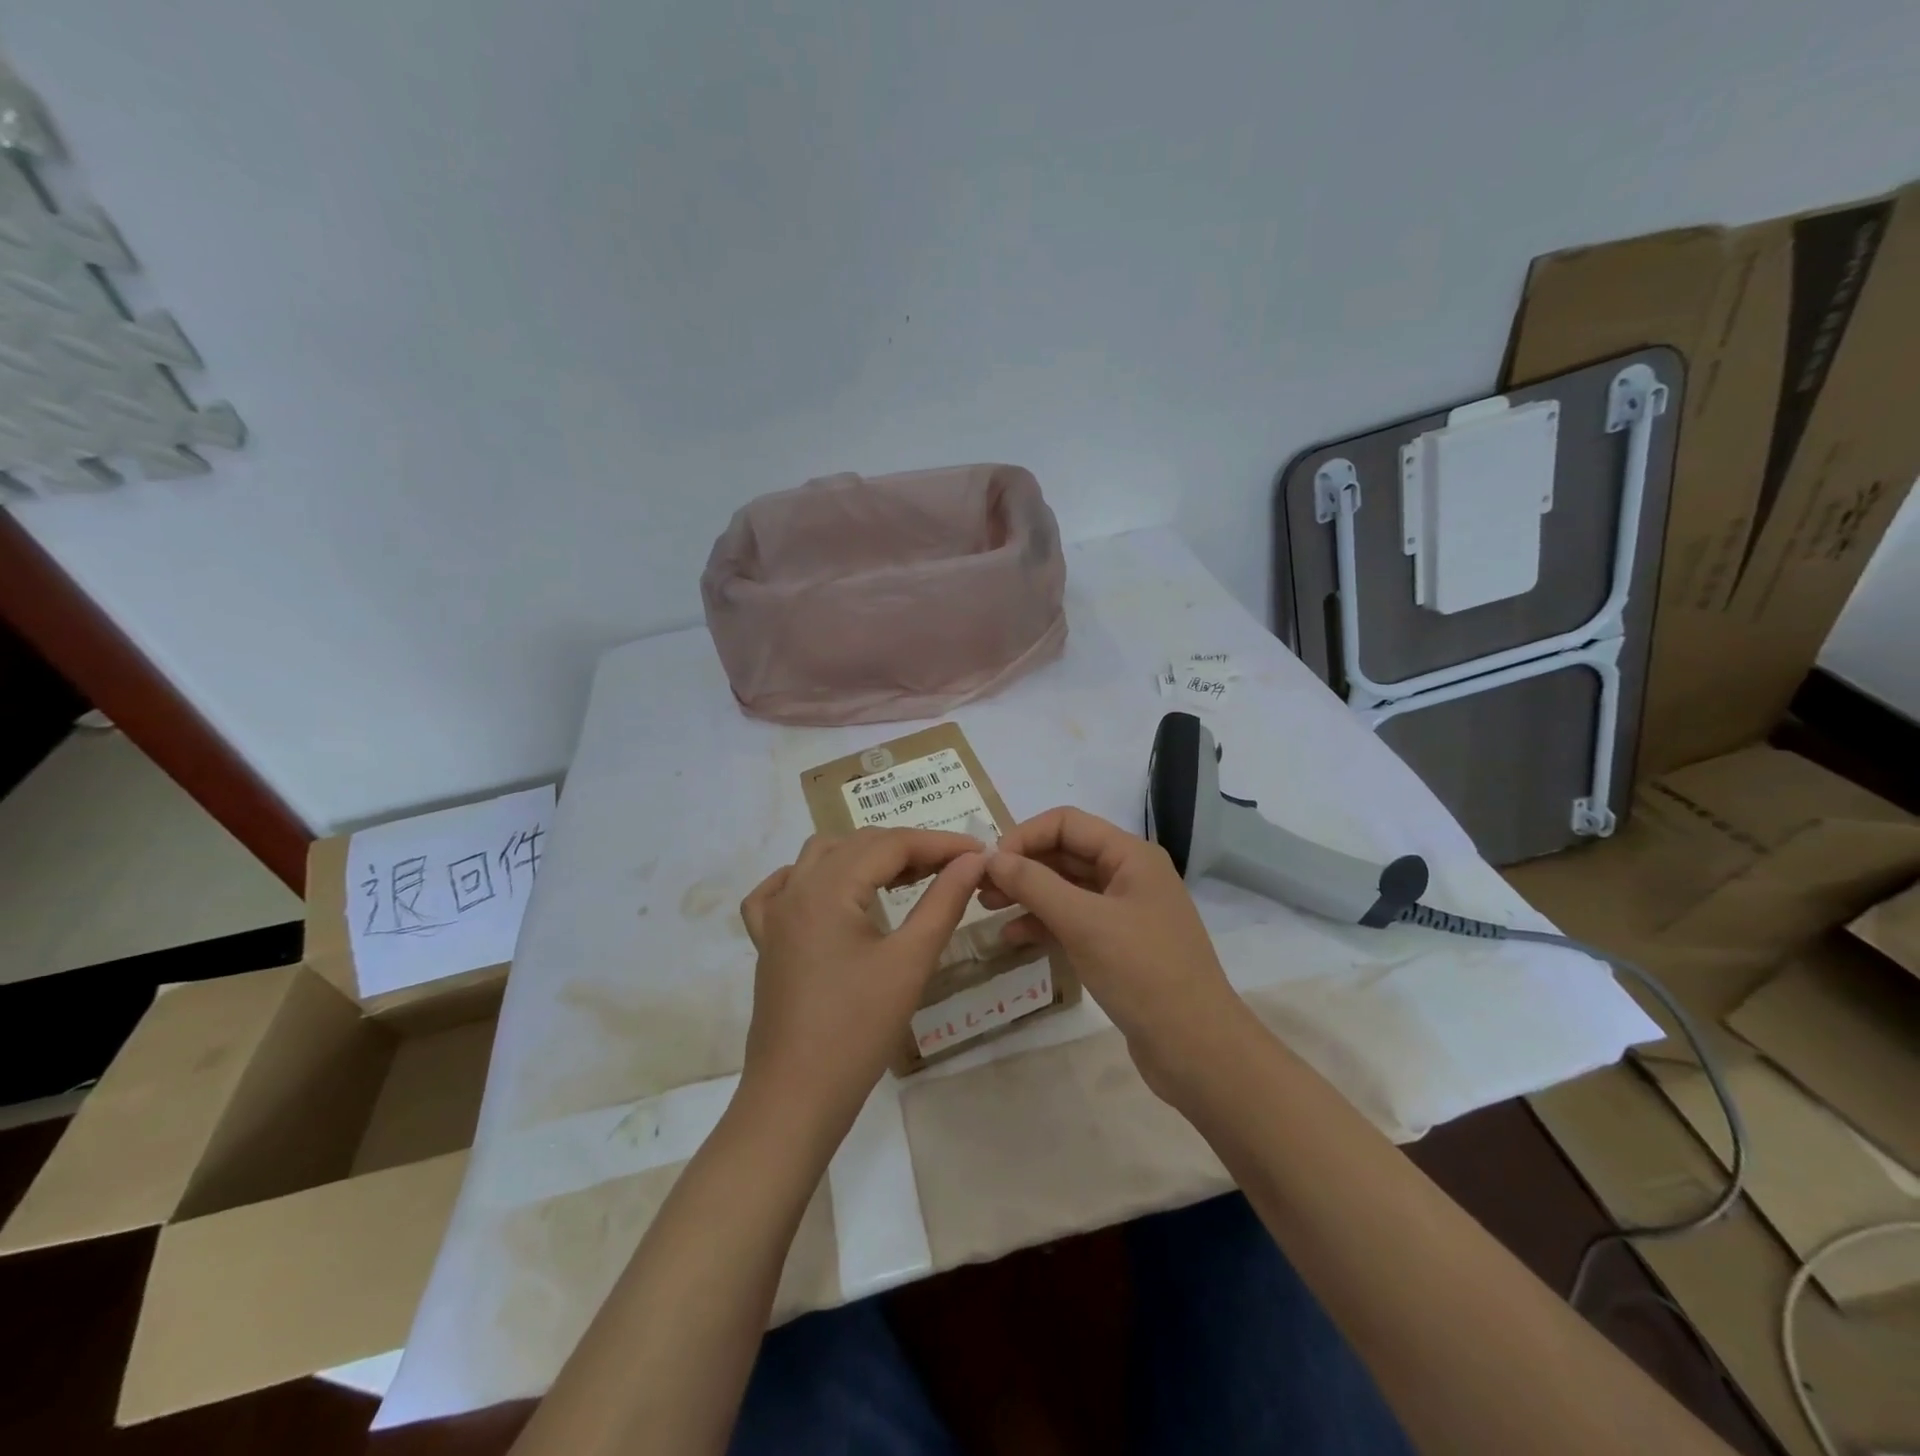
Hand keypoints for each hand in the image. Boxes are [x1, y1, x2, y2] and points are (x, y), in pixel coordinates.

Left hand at [738, 828, 986, 1134]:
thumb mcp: (910, 961)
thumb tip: (973, 860)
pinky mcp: (767, 942)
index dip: (940, 843)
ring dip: (866, 856)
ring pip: (822, 857)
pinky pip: (782, 889)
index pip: (892, 844)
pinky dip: (812, 878)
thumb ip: (944, 901)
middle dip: (909, 848)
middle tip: (954, 868)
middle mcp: (796, 889)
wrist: (796, 1098)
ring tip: (907, 875)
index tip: (980, 852)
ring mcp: (774, 915)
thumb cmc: (858, 1030)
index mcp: (827, 888)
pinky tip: (832, 892)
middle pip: (858, 844)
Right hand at [979, 807, 1250, 1096]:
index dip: (1024, 836)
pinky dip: (1043, 923)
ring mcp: (1125, 911)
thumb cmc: (1142, 972)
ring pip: (1066, 888)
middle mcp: (1129, 874)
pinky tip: (1014, 938)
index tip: (988, 863)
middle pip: (1065, 853)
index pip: (1067, 823)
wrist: (1196, 1048)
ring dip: (1028, 893)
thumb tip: (991, 857)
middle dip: (1022, 865)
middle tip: (979, 887)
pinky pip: (1074, 920)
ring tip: (987, 909)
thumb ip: (1034, 884)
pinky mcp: (1119, 945)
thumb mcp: (1083, 922)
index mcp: (1130, 855)